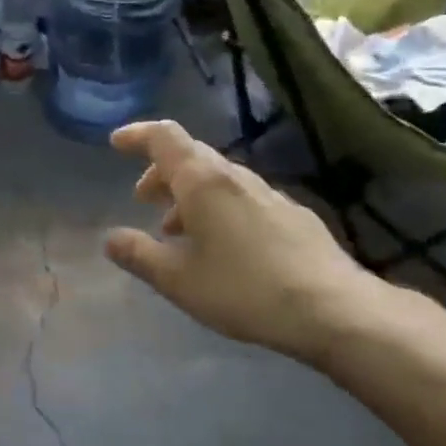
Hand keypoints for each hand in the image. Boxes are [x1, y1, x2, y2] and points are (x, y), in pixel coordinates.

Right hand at [104, 120, 388, 364]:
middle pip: (191, 156)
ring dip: (189, 194)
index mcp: (202, 182)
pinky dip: (218, 208)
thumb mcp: (177, 280)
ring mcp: (269, 194)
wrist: (334, 310)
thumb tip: (111, 238)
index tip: (116, 144)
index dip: (137, 135)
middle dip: (161, 172)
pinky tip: (221, 246)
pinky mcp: (293, 216)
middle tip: (142, 198)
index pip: (164, 138)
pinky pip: (242, 198)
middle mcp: (235, 178)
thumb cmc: (243, 289)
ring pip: (218, 179)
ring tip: (176, 230)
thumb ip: (139, 255)